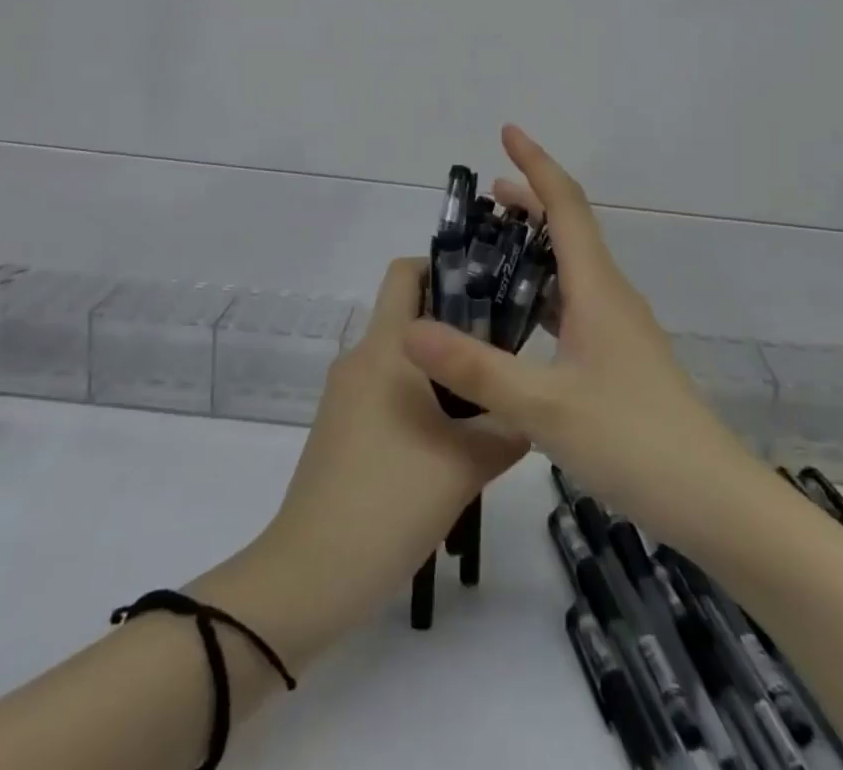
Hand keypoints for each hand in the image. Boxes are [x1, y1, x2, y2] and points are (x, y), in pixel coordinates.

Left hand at [236, 258, 525, 661]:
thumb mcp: (467, 463)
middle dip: (457, 325)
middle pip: (410, 316)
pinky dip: (420, 398)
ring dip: (442, 369)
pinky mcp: (341, 428)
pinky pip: (387, 391)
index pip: (405, 272)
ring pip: (402, 359)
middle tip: (505, 352)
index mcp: (385, 348)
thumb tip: (531, 408)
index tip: (490, 292)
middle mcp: (361, 358)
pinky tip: (452, 441)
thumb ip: (509, 426)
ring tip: (488, 401)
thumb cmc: (391, 501)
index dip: (445, 267)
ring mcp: (345, 394)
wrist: (311, 574)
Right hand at [401, 125, 749, 545]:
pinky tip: (522, 320)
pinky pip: (576, 305)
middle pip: (571, 230)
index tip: (507, 132)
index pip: (566, 206)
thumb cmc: (636, 442)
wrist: (716, 504)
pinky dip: (545, 291)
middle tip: (487, 193)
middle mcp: (612, 297)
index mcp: (598, 290)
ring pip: (574, 269)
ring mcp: (621, 330)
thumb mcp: (546, 408)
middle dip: (531, 201)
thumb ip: (476, 369)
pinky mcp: (622, 361)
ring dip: (537, 246)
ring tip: (494, 248)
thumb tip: (409, 329)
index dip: (536, 164)